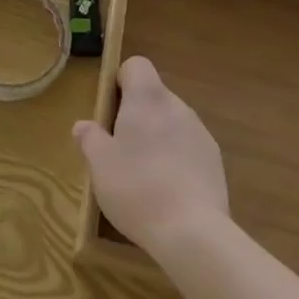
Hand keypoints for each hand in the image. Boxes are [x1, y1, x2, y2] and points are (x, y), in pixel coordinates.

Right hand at [74, 56, 228, 255]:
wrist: (194, 233)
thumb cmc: (137, 188)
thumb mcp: (100, 165)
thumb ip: (90, 139)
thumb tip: (83, 125)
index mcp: (147, 98)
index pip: (137, 65)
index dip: (122, 80)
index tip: (112, 109)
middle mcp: (176, 106)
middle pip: (154, 96)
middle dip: (138, 115)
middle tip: (122, 148)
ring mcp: (200, 132)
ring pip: (172, 122)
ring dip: (159, 137)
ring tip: (146, 175)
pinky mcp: (215, 161)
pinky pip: (189, 147)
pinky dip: (178, 159)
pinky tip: (169, 191)